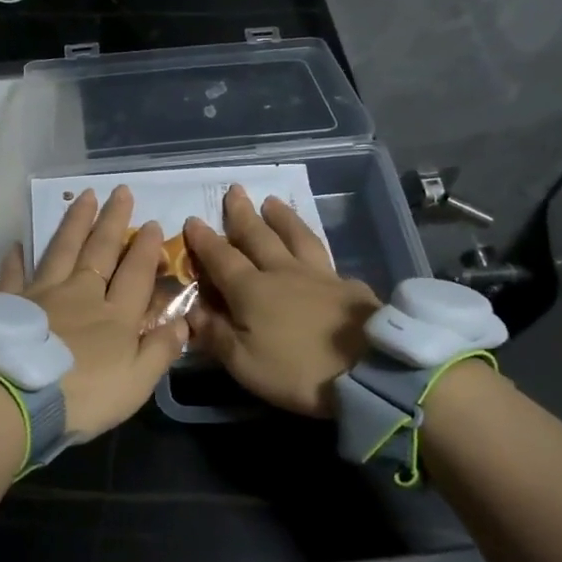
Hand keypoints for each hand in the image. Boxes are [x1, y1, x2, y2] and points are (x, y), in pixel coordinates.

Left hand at [0, 187, 187, 439]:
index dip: (146, 249)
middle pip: (101, 251)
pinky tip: (17, 245)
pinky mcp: (10, 304)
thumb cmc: (83, 396)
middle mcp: (81, 295)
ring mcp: (43, 295)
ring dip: (76, 223)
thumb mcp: (135, 382)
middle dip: (114, 221)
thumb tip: (182, 321)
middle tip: (121, 191)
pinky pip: (13, 276)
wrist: (17, 398)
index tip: (153, 223)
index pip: (136, 274)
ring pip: (62, 250)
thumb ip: (159, 351)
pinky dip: (16, 260)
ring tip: (85, 196)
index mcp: (115, 316)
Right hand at [183, 185, 380, 418]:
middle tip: (234, 190)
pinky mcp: (349, 286)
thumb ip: (216, 334)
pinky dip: (313, 246)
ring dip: (281, 218)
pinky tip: (314, 249)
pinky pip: (325, 257)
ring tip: (272, 202)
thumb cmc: (298, 371)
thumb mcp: (245, 363)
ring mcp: (319, 275)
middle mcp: (283, 272)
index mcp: (252, 290)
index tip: (193, 220)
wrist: (370, 371)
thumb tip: (191, 310)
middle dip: (242, 214)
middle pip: (259, 236)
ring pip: (296, 236)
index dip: (205, 240)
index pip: (221, 258)